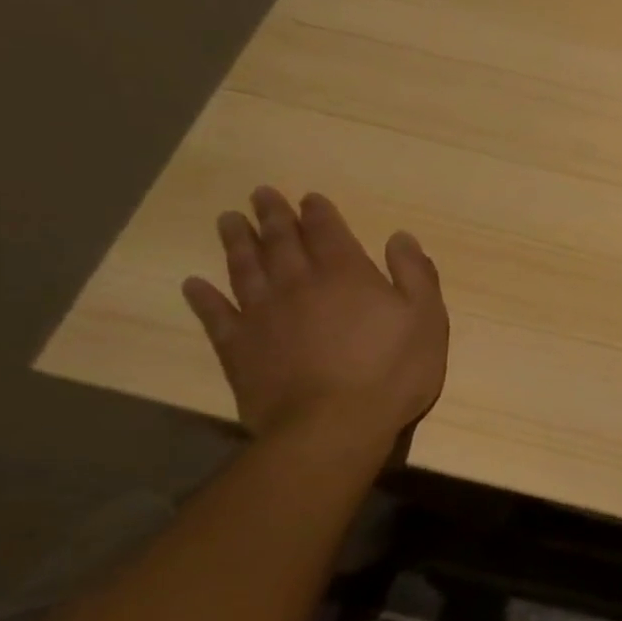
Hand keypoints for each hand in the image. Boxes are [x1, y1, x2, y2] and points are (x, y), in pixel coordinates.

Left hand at [182, 188, 448, 448]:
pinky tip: (194, 284)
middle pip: (281, 242)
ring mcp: (262, 315)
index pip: (328, 232)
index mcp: (347, 274)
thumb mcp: (427, 318)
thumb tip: (400, 237)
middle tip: (260, 195)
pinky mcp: (238, 348)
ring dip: (236, 242)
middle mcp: (299, 284)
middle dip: (272, 217)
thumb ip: (415, 274)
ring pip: (245, 268)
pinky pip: (215, 315)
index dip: (318, 213)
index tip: (308, 198)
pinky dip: (203, 297)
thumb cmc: (393, 371)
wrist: (333, 425)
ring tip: (227, 221)